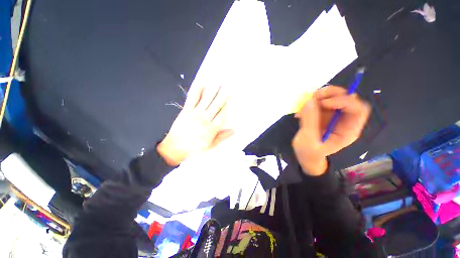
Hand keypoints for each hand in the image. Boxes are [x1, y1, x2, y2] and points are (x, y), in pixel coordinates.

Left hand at [157, 85, 233, 165]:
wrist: (175, 148)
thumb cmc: (194, 149)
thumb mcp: (211, 146)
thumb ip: (222, 137)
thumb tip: (234, 130)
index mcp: (212, 128)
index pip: (223, 115)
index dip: (228, 106)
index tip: (232, 97)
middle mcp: (205, 119)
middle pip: (216, 105)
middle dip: (223, 95)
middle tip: (228, 85)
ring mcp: (195, 114)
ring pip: (206, 100)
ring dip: (212, 89)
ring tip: (217, 80)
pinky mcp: (186, 111)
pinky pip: (192, 99)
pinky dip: (197, 91)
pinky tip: (201, 83)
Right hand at [292, 85, 370, 175]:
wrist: (305, 155)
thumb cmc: (309, 152)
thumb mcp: (308, 140)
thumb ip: (310, 121)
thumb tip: (310, 101)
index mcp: (348, 130)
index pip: (358, 109)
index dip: (344, 102)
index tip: (323, 104)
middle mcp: (344, 120)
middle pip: (348, 97)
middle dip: (331, 94)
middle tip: (313, 98)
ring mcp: (333, 115)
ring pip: (334, 95)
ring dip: (319, 95)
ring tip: (305, 104)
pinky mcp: (322, 113)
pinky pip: (320, 100)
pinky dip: (310, 101)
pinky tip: (301, 111)